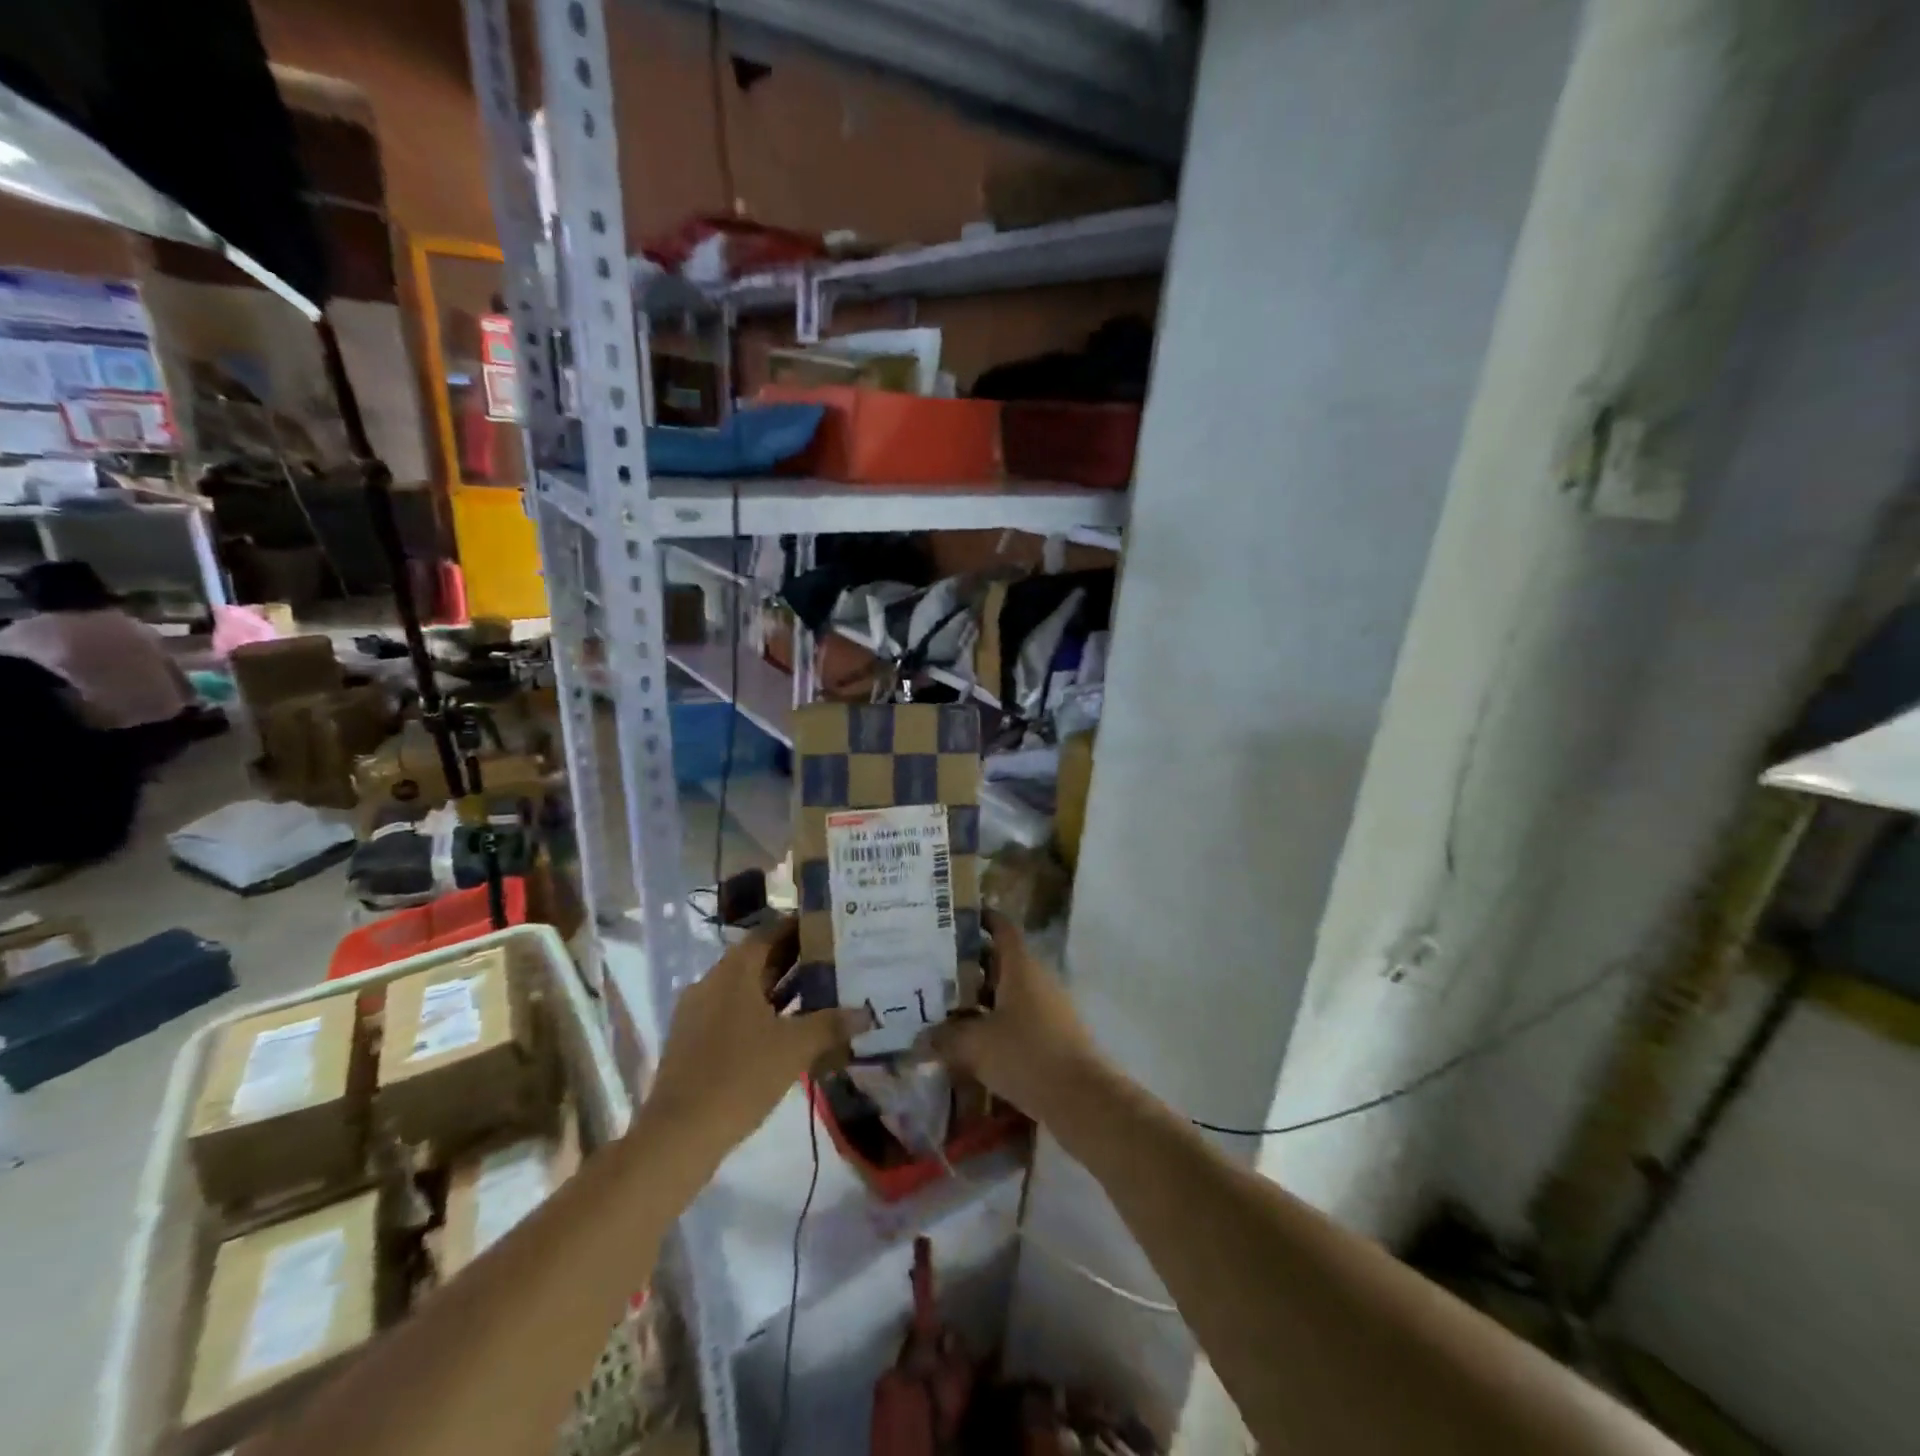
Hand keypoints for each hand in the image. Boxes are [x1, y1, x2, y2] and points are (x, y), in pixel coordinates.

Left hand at [640, 917, 866, 1163]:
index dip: (799, 927)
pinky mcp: (694, 1041)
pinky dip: (762, 1013)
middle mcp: (712, 982)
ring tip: (819, 991)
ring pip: (746, 989)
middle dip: (794, 959)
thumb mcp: (794, 1048)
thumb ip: (831, 1025)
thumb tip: (867, 1013)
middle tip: (833, 958)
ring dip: (779, 989)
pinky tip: (788, 1030)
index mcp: (733, 972)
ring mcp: (699, 1013)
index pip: (769, 933)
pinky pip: (734, 1013)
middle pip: (758, 960)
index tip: (829, 926)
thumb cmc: (740, 1077)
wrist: (678, 1135)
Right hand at [927, 910, 1097, 1116]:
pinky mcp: (1054, 1033)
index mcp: (1020, 966)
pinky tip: (973, 1040)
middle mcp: (1037, 977)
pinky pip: (1019, 1015)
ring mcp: (1049, 1006)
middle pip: (1001, 959)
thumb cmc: (1027, 1055)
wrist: (1082, 1097)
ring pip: (1009, 990)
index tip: (952, 919)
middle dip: (969, 963)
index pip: (1001, 927)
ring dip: (981, 996)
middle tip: (934, 970)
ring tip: (946, 1006)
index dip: (980, 919)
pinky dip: (996, 1020)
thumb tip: (919, 1039)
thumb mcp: (976, 1046)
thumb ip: (945, 1038)